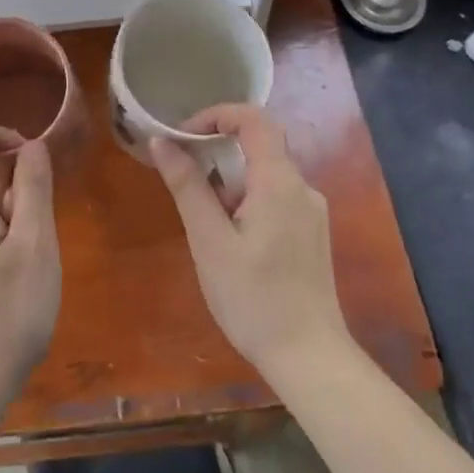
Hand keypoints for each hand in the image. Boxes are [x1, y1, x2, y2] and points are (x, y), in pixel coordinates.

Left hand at [0, 126, 60, 409]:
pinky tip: (27, 266)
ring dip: (14, 204)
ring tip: (39, 244)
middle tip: (44, 210)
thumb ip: (33, 190)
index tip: (30, 154)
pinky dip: (7, 228)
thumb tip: (32, 146)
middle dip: (14, 174)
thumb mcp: (34, 245)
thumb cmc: (8, 313)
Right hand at [150, 104, 349, 384]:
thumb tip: (161, 143)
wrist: (310, 358)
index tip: (184, 136)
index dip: (217, 114)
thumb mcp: (209, 241)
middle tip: (186, 179)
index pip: (254, 119)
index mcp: (279, 181)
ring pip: (266, 174)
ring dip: (231, 182)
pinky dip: (248, 200)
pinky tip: (232, 241)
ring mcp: (311, 212)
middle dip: (218, 152)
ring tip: (206, 224)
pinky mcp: (312, 233)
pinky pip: (276, 197)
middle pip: (260, 145)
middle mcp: (302, 187)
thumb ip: (187, 186)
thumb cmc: (253, 298)